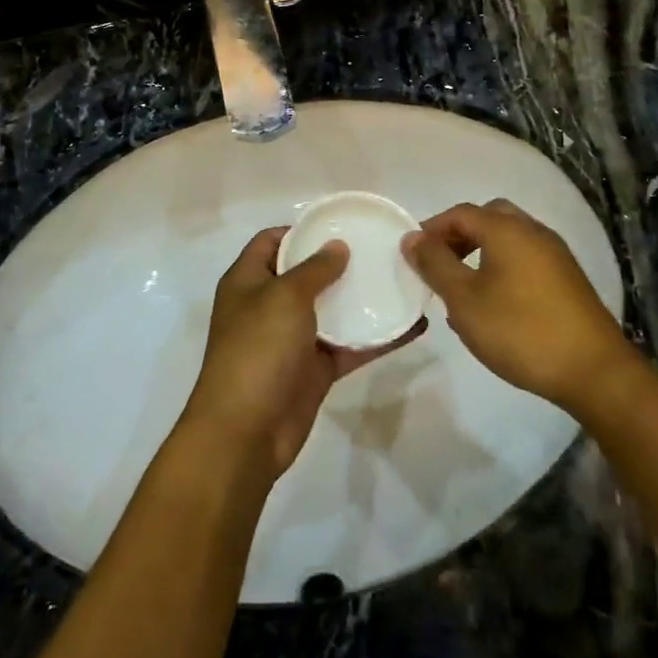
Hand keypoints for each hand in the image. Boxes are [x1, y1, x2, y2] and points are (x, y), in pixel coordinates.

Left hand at [182, 229, 427, 483]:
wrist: (245, 433)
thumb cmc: (257, 350)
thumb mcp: (284, 297)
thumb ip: (314, 269)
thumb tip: (337, 246)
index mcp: (248, 281)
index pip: (272, 241)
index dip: (301, 229)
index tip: (340, 224)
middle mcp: (268, 306)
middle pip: (306, 274)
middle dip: (339, 262)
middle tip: (380, 249)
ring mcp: (292, 340)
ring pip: (332, 311)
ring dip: (362, 299)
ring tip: (401, 279)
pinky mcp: (315, 370)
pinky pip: (349, 346)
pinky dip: (377, 338)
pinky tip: (412, 326)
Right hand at [403, 200, 631, 411]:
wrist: (593, 370)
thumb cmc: (520, 330)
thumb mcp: (464, 300)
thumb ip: (435, 264)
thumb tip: (411, 238)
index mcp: (507, 229)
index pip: (460, 213)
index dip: (432, 230)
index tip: (413, 256)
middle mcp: (533, 231)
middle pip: (488, 218)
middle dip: (459, 236)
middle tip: (440, 265)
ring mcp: (556, 254)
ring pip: (509, 238)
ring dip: (481, 252)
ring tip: (463, 288)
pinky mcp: (568, 279)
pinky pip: (526, 258)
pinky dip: (503, 267)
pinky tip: (496, 303)